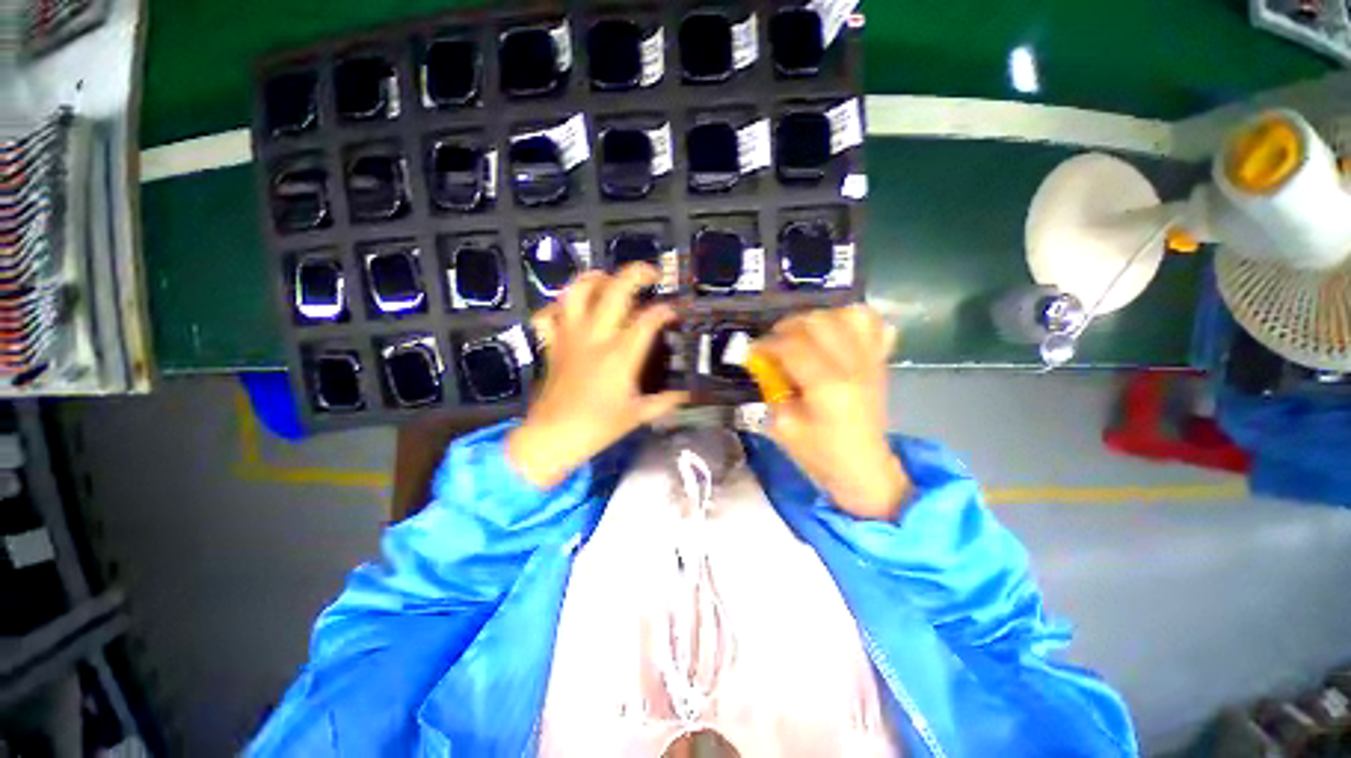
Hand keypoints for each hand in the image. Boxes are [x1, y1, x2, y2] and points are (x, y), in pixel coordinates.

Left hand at [507, 266, 689, 488]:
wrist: (552, 437)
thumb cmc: (598, 428)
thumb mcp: (638, 415)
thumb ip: (666, 400)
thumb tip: (689, 392)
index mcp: (620, 355)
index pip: (648, 319)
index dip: (666, 310)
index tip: (675, 311)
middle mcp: (595, 337)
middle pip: (614, 290)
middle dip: (636, 274)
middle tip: (651, 275)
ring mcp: (570, 337)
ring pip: (576, 291)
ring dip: (595, 278)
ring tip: (610, 280)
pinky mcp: (553, 343)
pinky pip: (549, 314)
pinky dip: (559, 305)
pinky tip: (573, 309)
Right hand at [752, 305, 910, 519]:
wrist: (864, 468)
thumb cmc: (820, 453)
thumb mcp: (782, 426)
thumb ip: (770, 388)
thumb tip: (761, 360)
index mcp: (827, 386)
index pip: (793, 346)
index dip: (766, 344)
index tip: (752, 351)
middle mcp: (852, 366)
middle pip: (819, 322)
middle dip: (788, 327)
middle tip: (776, 344)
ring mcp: (871, 361)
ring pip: (849, 315)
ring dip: (820, 319)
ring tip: (806, 336)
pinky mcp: (880, 362)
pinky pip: (874, 325)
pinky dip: (853, 322)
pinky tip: (837, 335)